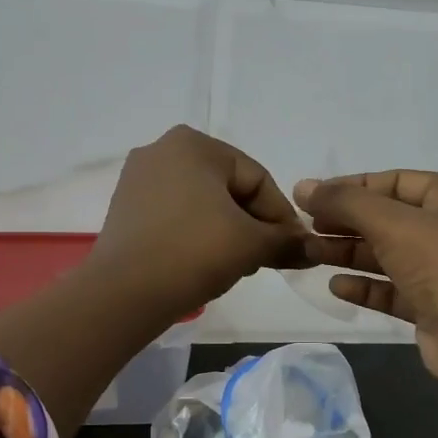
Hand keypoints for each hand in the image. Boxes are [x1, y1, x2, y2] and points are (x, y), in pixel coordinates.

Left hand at [88, 126, 309, 320]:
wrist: (123, 293)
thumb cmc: (193, 253)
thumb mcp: (251, 245)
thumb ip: (287, 241)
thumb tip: (314, 249)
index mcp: (194, 144)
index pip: (257, 178)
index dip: (281, 216)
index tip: (293, 248)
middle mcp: (162, 150)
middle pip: (229, 188)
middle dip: (253, 224)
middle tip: (265, 259)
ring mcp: (138, 179)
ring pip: (203, 203)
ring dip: (228, 232)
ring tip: (237, 265)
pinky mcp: (125, 208)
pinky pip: (176, 215)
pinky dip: (197, 235)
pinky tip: (205, 263)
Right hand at [295, 170, 437, 397]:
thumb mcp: (390, 222)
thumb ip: (344, 202)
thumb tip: (302, 186)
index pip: (395, 181)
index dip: (351, 187)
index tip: (311, 196)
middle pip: (388, 218)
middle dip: (345, 222)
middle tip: (304, 226)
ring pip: (387, 254)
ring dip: (349, 253)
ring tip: (309, 253)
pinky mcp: (433, 304)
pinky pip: (392, 288)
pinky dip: (365, 285)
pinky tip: (336, 286)